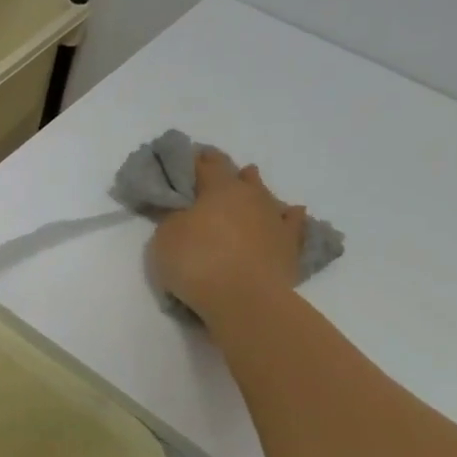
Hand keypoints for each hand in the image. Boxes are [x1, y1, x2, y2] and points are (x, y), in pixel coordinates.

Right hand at [149, 148, 306, 324]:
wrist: (244, 299)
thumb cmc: (197, 262)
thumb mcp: (165, 237)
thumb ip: (173, 218)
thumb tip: (182, 209)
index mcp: (220, 188)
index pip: (206, 164)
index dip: (195, 160)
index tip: (187, 158)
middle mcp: (251, 196)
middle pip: (239, 176)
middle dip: (226, 173)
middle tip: (214, 176)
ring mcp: (274, 219)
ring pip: (265, 195)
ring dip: (255, 190)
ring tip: (249, 186)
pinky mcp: (290, 244)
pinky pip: (291, 223)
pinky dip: (287, 217)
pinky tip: (290, 214)